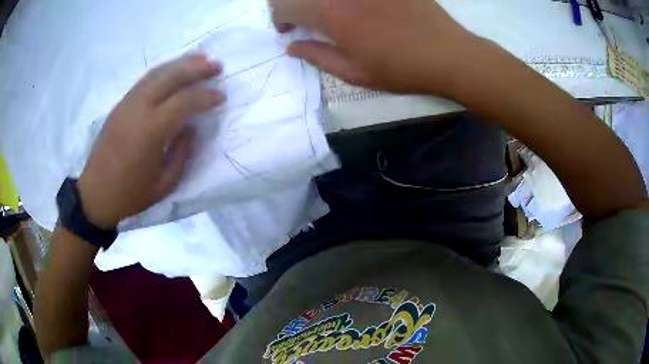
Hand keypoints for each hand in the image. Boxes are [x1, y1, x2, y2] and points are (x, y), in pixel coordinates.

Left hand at [77, 54, 224, 228]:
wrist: (95, 194)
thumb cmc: (130, 194)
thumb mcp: (164, 184)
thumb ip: (181, 154)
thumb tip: (190, 128)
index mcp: (151, 131)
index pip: (184, 101)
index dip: (206, 96)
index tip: (221, 96)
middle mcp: (138, 109)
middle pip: (170, 77)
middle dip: (196, 68)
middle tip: (217, 64)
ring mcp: (127, 104)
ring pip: (156, 73)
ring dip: (180, 63)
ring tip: (199, 58)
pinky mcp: (120, 105)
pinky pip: (144, 80)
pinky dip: (163, 71)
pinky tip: (173, 70)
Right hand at [271, 0, 477, 95]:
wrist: (448, 54)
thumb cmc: (401, 68)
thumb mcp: (355, 73)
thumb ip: (318, 56)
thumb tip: (292, 47)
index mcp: (330, 13)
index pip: (283, 5)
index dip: (280, 18)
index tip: (289, 30)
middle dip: (295, 5)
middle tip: (307, 20)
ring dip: (321, 2)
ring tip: (333, 14)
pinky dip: (346, 1)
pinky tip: (358, 9)